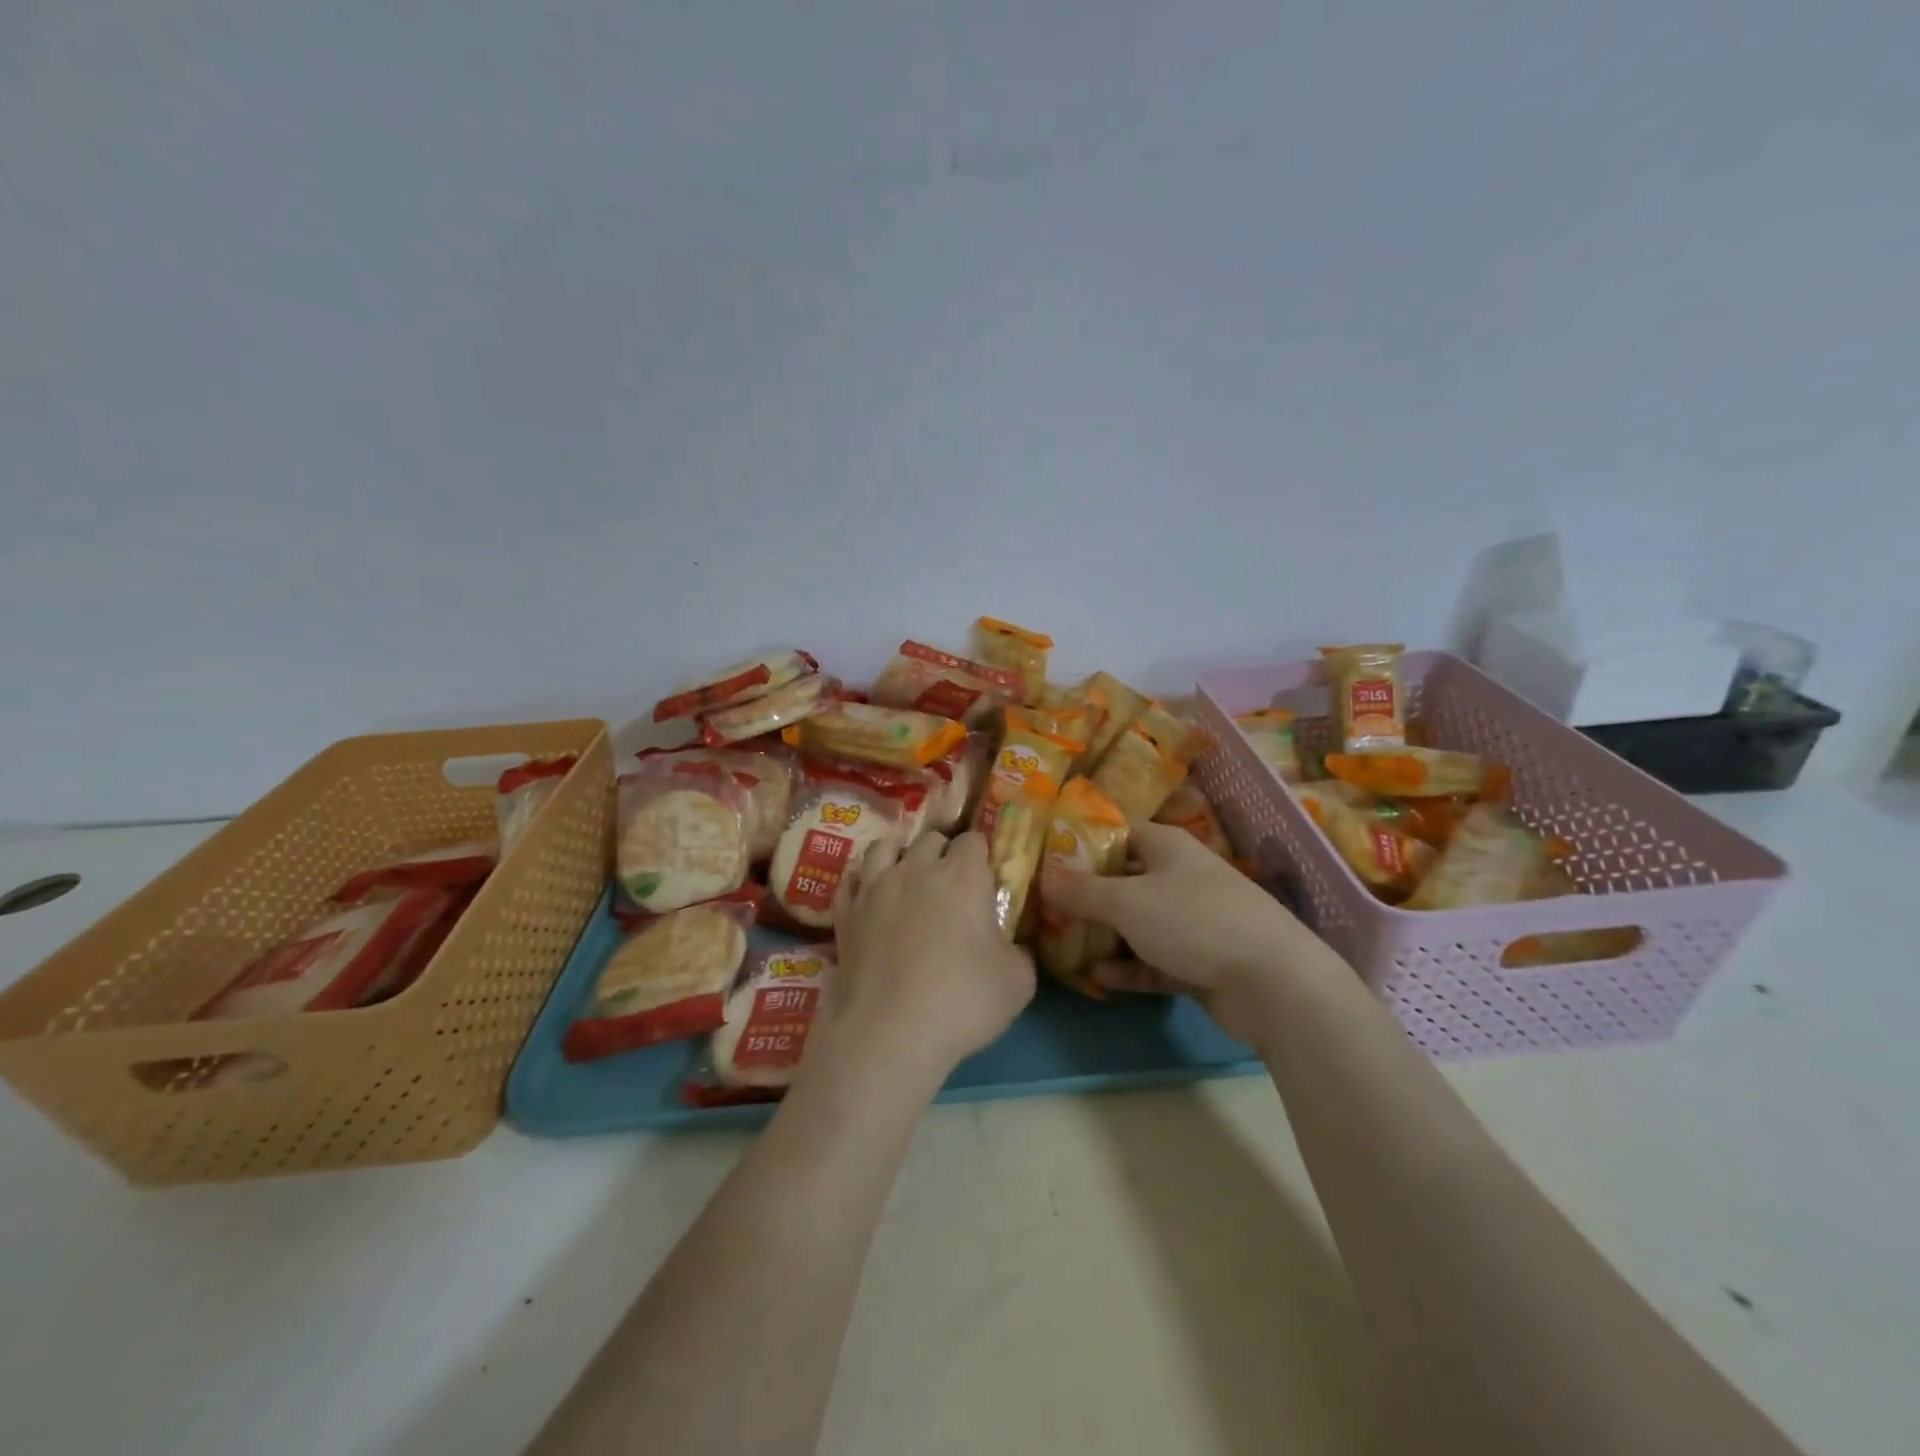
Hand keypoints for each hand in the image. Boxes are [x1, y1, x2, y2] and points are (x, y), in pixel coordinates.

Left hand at [825, 830, 1036, 1084]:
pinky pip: (851, 879)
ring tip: (906, 878)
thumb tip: (1011, 949)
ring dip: (899, 855)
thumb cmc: (962, 1001)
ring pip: (884, 847)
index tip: (985, 876)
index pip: (973, 840)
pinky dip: (863, 881)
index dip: (981, 854)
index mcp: (962, 876)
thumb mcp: (1017, 982)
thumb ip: (1018, 954)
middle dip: (943, 852)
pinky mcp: (845, 912)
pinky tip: (870, 897)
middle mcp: (917, 869)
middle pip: (930, 839)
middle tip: (951, 883)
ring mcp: (875, 888)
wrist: (889, 1033)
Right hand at [1044, 822, 1323, 1045]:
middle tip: (1047, 907)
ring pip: (1140, 923)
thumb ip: (1083, 891)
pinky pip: (1156, 960)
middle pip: (1126, 879)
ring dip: (1106, 935)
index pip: (1119, 833)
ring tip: (1064, 945)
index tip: (1048, 858)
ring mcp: (1194, 921)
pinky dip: (1130, 968)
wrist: (1273, 982)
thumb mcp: (1128, 902)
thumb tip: (1044, 877)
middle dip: (1089, 894)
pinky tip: (1098, 979)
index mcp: (1168, 848)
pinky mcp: (1202, 961)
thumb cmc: (1194, 921)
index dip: (1084, 842)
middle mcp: (1181, 877)